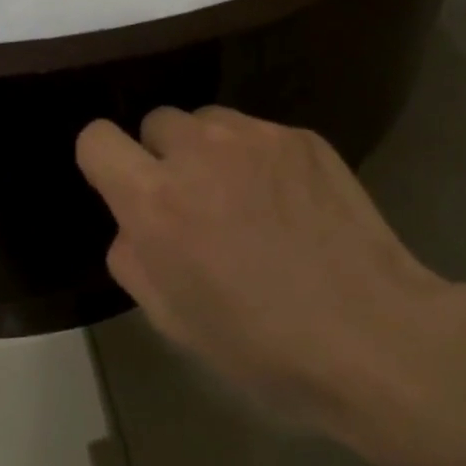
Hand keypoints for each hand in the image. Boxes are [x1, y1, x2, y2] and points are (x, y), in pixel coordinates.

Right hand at [75, 106, 465, 452]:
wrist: (369, 332)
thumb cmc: (262, 344)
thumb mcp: (173, 320)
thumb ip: (135, 258)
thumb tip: (135, 224)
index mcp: (156, 201)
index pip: (97, 139)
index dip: (106, 162)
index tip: (127, 188)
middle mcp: (200, 151)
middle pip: (156, 121)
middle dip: (164, 156)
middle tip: (194, 202)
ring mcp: (257, 137)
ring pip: (209, 120)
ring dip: (210, 151)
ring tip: (244, 198)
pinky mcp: (303, 136)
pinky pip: (260, 132)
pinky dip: (259, 158)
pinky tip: (290, 202)